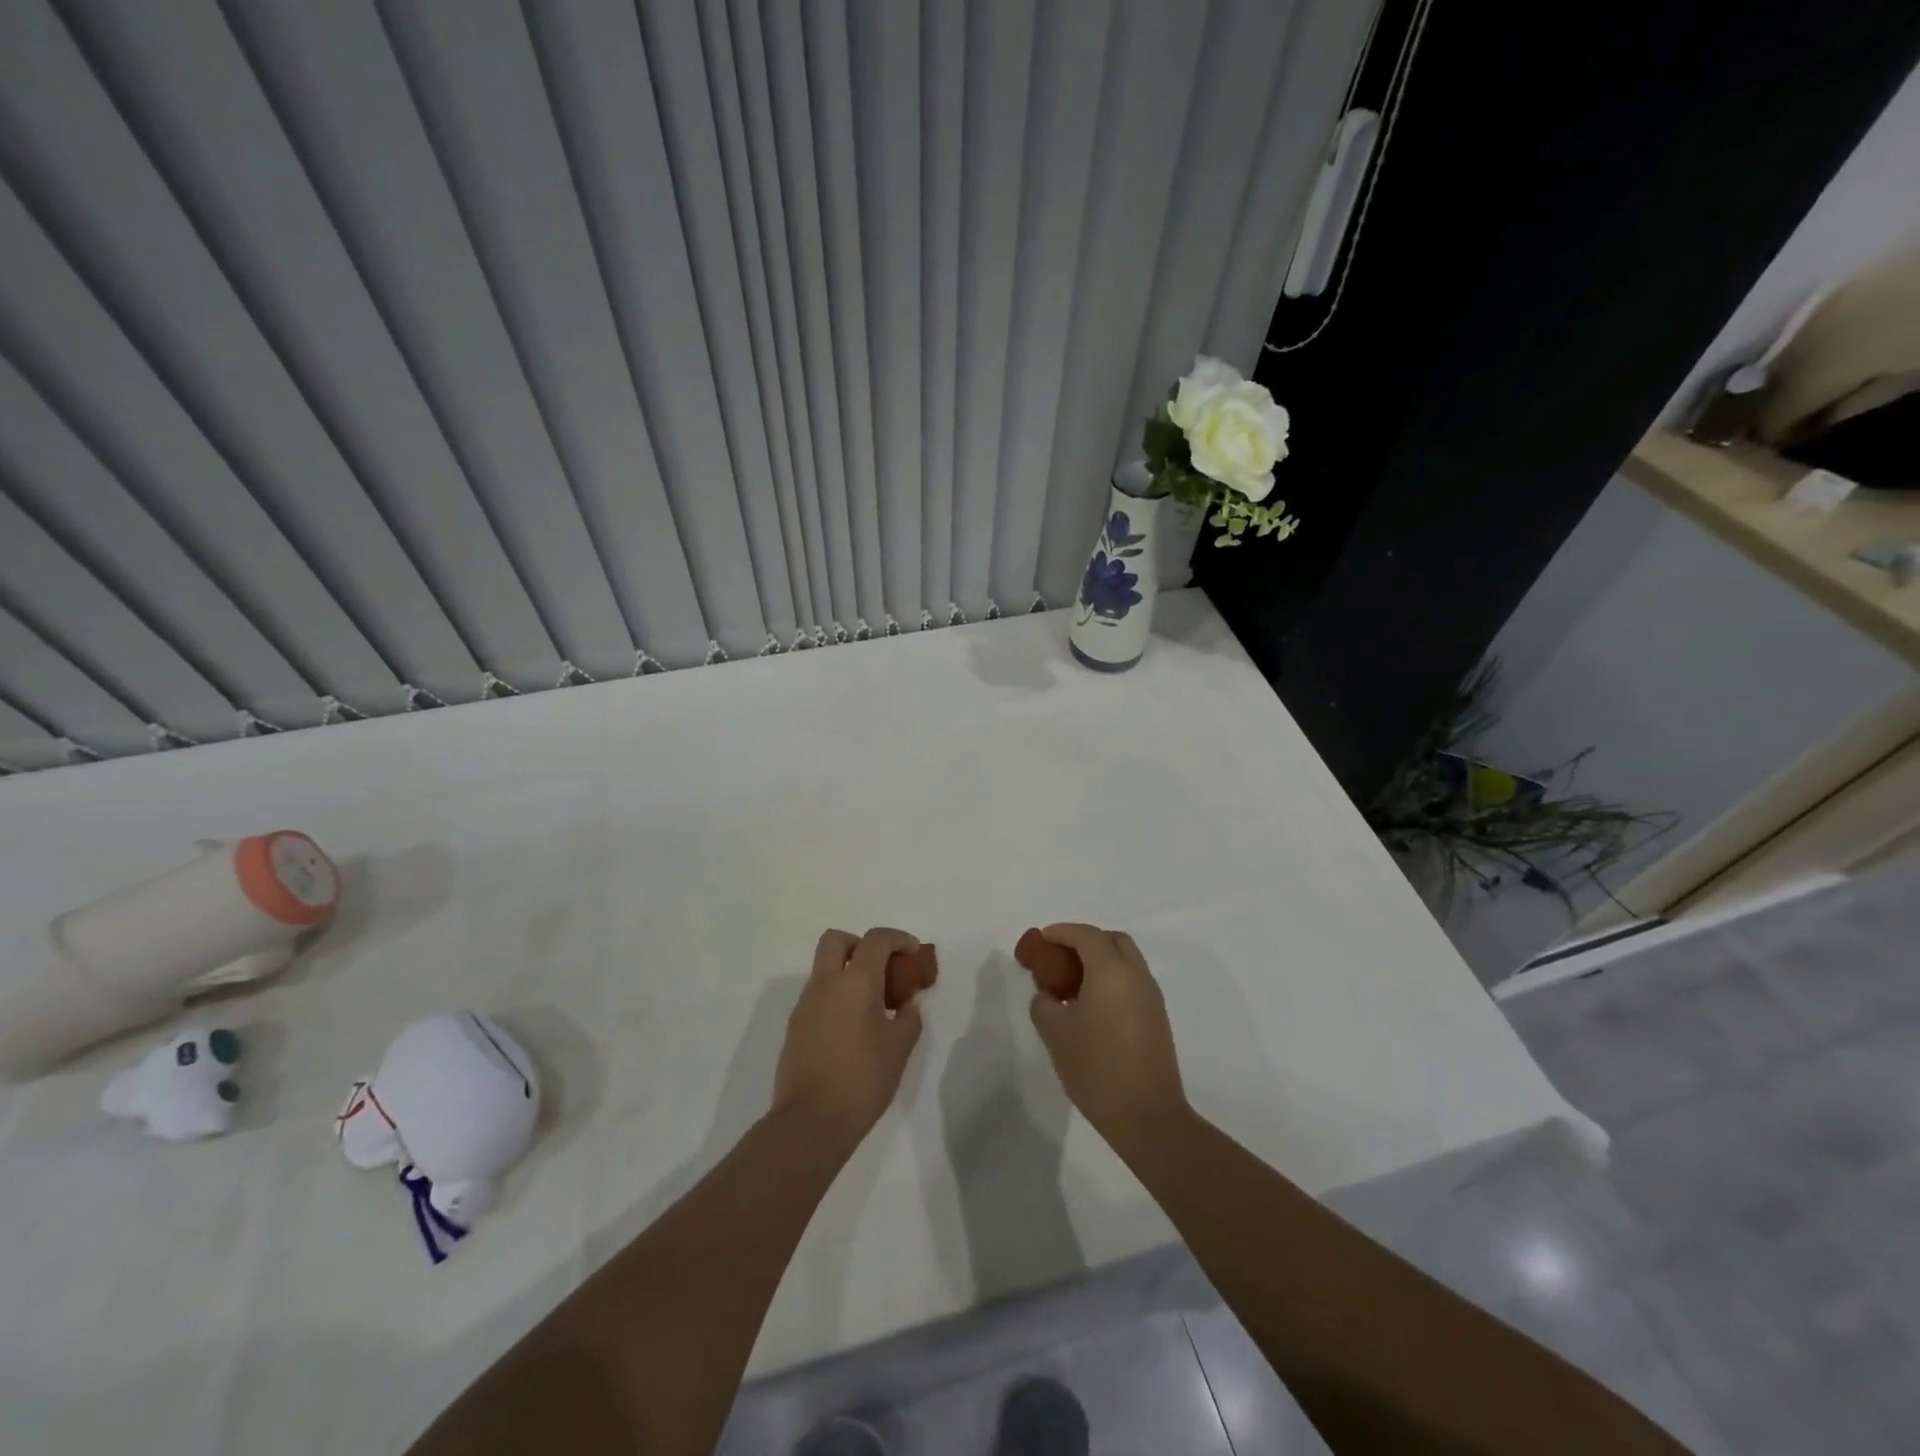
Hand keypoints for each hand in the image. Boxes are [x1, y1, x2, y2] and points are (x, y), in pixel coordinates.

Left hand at [773, 928, 925, 1145]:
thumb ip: (909, 1017)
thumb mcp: (899, 1048)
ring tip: (872, 1004)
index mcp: (856, 982)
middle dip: (861, 944)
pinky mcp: (795, 1026)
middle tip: (881, 967)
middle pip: (836, 940)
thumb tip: (906, 1004)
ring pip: (824, 968)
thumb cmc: (862, 1080)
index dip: (898, 939)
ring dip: (847, 972)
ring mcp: (805, 1004)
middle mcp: (825, 984)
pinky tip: (852, 1027)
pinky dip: (836, 995)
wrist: (810, 1121)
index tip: (913, 953)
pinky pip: (817, 994)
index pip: (876, 939)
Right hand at [1027, 924, 1188, 1147]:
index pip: (1086, 935)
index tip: (1042, 940)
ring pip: (1126, 962)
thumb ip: (1044, 1003)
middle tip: (1060, 957)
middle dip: (1085, 941)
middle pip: (1112, 941)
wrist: (1147, 1116)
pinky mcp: (1157, 1019)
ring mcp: (1151, 997)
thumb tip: (1048, 996)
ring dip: (1100, 961)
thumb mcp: (1056, 1033)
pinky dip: (1111, 980)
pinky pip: (1132, 983)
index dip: (1062, 932)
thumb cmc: (1097, 1067)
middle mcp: (1136, 976)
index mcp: (1112, 971)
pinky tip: (1091, 1005)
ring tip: (1072, 983)